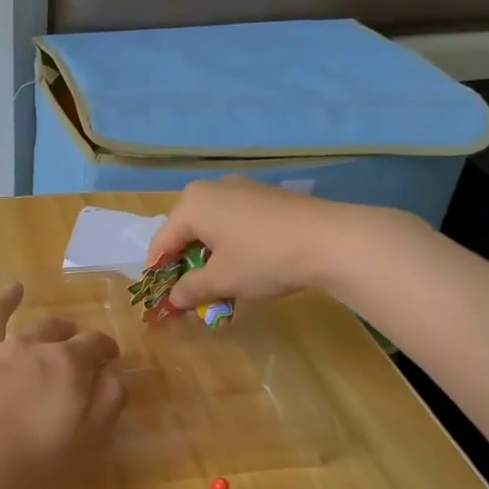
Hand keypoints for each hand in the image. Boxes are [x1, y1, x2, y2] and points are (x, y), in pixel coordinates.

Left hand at [0, 284, 125, 488]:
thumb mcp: (87, 444)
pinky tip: (0, 299)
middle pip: (57, 331)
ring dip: (25, 308)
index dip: (105, 349)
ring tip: (22, 292)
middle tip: (74, 346)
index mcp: (68, 366)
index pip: (95, 344)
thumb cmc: (32, 467)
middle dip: (71, 336)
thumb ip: (107, 404)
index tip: (110, 359)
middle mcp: (33, 347)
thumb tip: (113, 375)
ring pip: (18, 322)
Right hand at [144, 177, 354, 308]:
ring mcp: (242, 189)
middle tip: (188, 294)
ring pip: (211, 227)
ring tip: (217, 286)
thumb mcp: (222, 280)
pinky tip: (243, 268)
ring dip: (208, 257)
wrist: (331, 240)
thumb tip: (174, 299)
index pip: (162, 242)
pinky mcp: (266, 197)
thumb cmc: (264, 258)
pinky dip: (230, 246)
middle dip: (184, 264)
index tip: (158, 299)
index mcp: (192, 204)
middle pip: (186, 231)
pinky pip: (234, 222)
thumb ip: (191, 289)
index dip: (157, 273)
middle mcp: (212, 189)